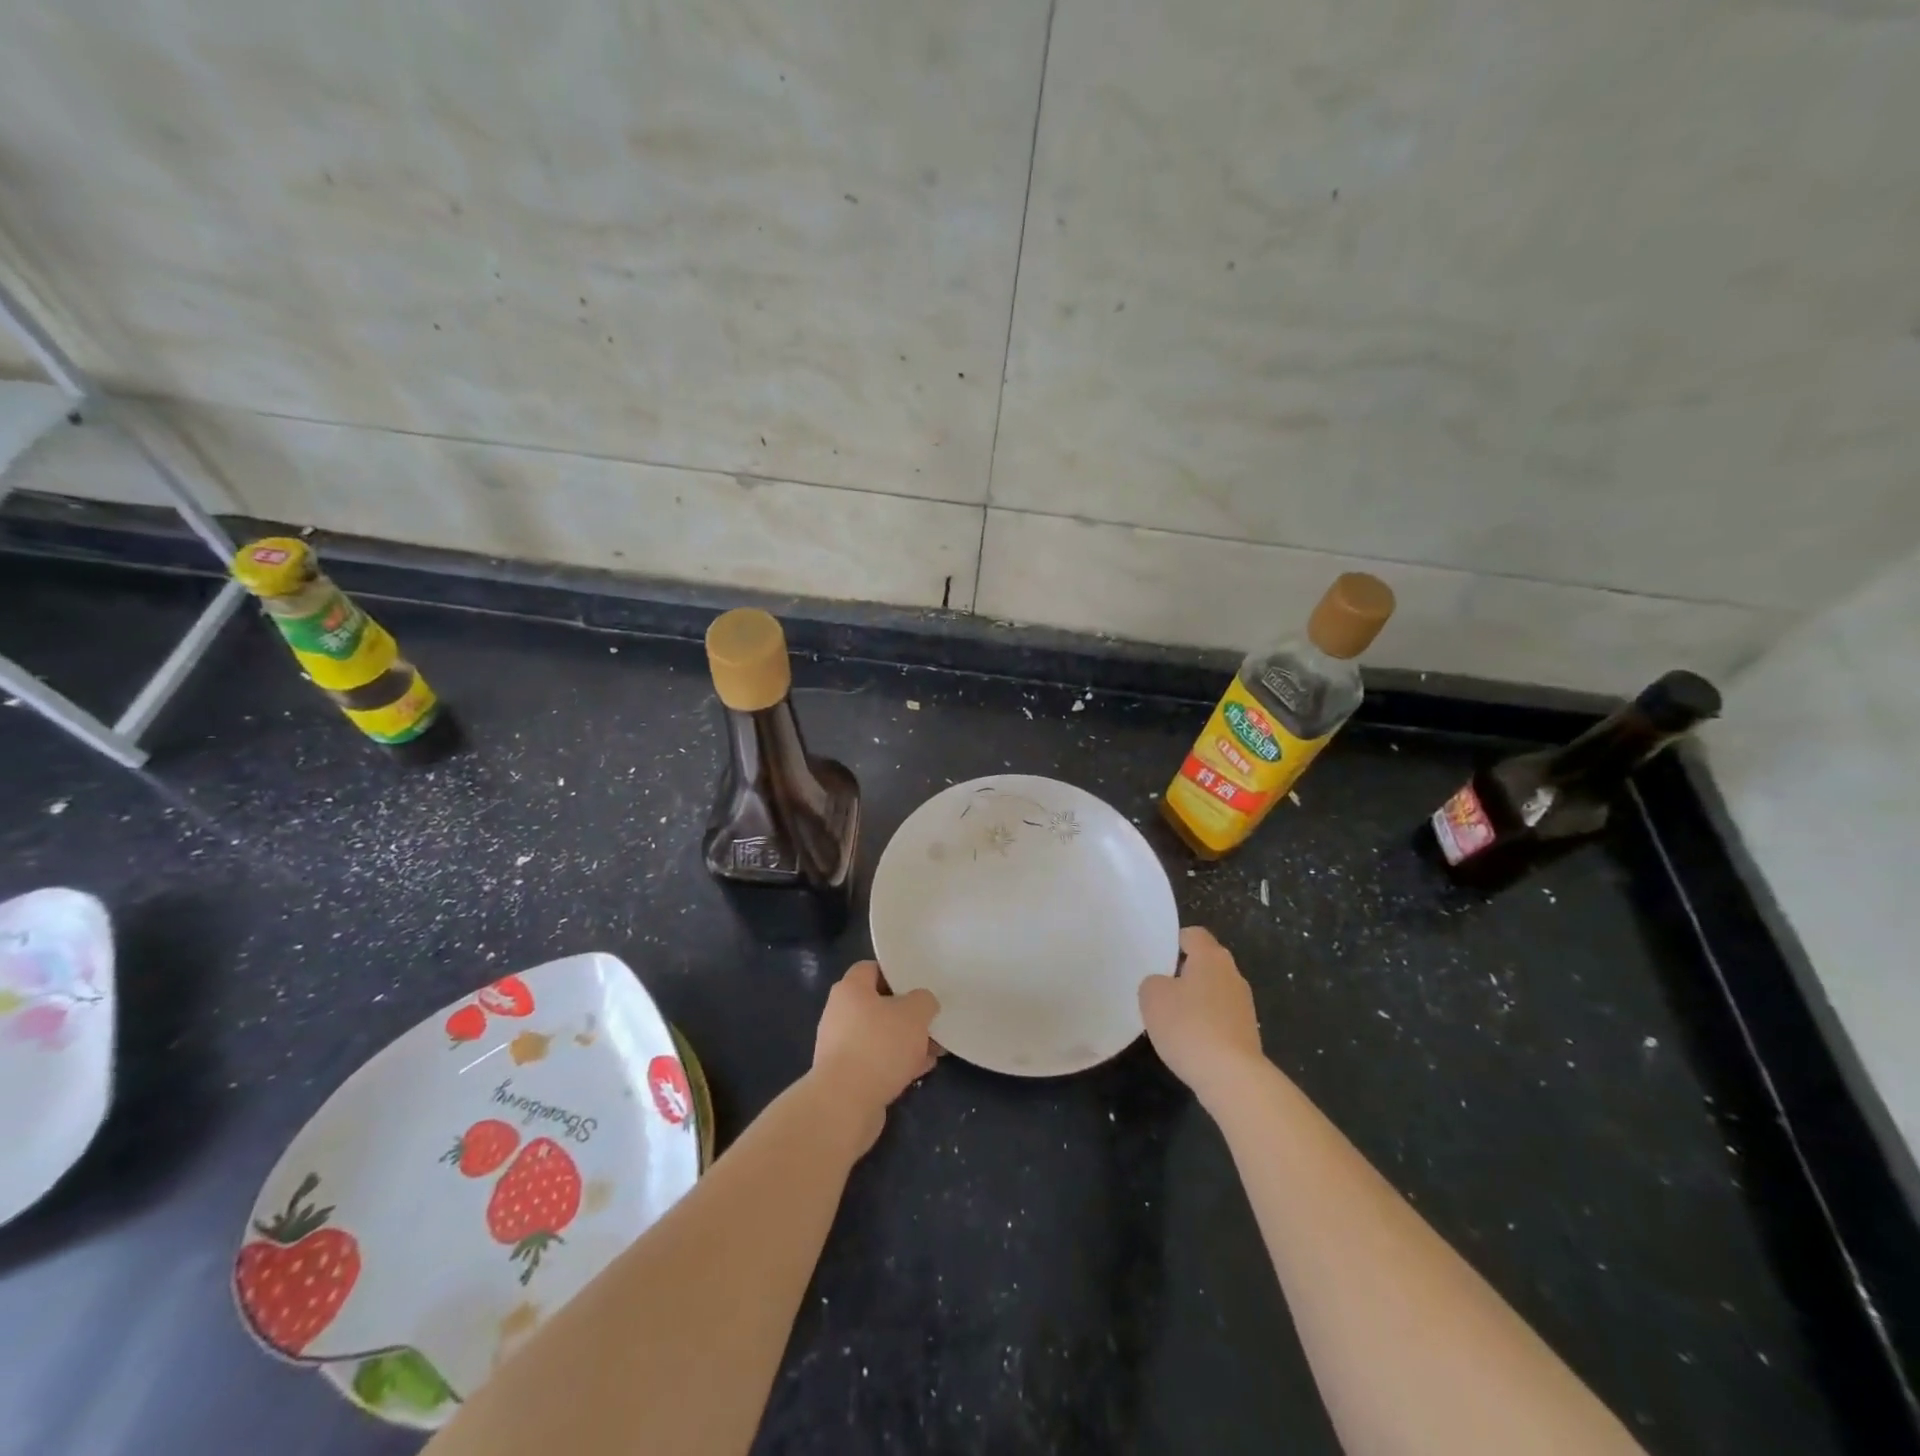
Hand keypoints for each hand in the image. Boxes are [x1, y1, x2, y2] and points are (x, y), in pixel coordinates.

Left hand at [810, 961, 939, 1152]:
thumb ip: (924, 1001)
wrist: (845, 1104)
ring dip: (905, 1042)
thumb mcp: (914, 1013)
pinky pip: (876, 1061)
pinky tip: (921, 1070)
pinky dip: (896, 1063)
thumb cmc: (879, 1045)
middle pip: (878, 1005)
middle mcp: (839, 1013)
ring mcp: (840, 1046)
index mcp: (850, 989)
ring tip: (934, 1050)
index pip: (871, 969)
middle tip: (931, 1021)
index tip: (918, 985)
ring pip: (880, 1035)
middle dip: (907, 1014)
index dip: (895, 973)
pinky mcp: (845, 1076)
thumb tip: (922, 1004)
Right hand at [1139, 926, 1263, 1105]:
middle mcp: (1233, 975)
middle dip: (1186, 971)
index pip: (1194, 935)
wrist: (1232, 1077)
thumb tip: (1164, 985)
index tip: (1160, 954)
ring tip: (1173, 1017)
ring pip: (1215, 991)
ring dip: (1197, 999)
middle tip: (1161, 985)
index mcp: (1211, 957)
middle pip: (1208, 962)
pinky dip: (1207, 1023)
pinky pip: (1221, 1017)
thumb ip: (1154, 982)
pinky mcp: (1248, 1034)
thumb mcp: (1152, 997)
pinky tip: (1191, 1040)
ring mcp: (1244, 1005)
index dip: (1176, 940)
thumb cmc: (1189, 1026)